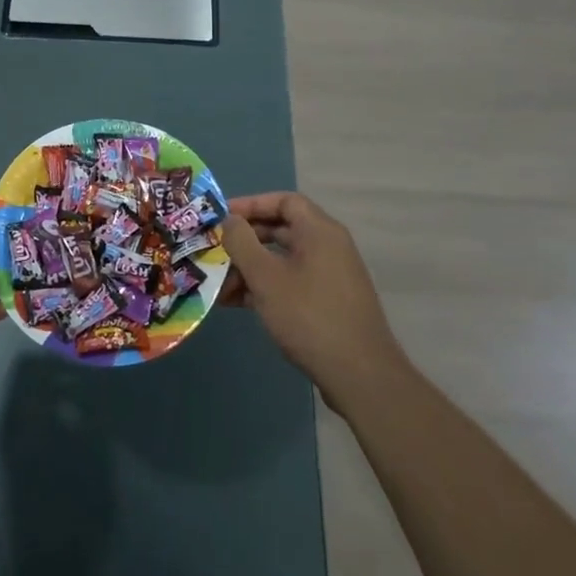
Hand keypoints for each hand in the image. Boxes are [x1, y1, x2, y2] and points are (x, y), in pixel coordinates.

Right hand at [222, 193, 405, 405]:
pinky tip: (237, 303)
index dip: (251, 204)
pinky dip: (265, 286)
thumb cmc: (309, 316)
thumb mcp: (266, 277)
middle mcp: (328, 247)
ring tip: (219, 284)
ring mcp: (330, 276)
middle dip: (245, 240)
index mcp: (320, 232)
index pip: (284, 201)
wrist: (360, 375)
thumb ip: (242, 243)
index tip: (222, 217)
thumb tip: (229, 220)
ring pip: (283, 259)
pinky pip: (291, 282)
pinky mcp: (328, 302)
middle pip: (281, 229)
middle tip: (215, 249)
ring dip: (250, 268)